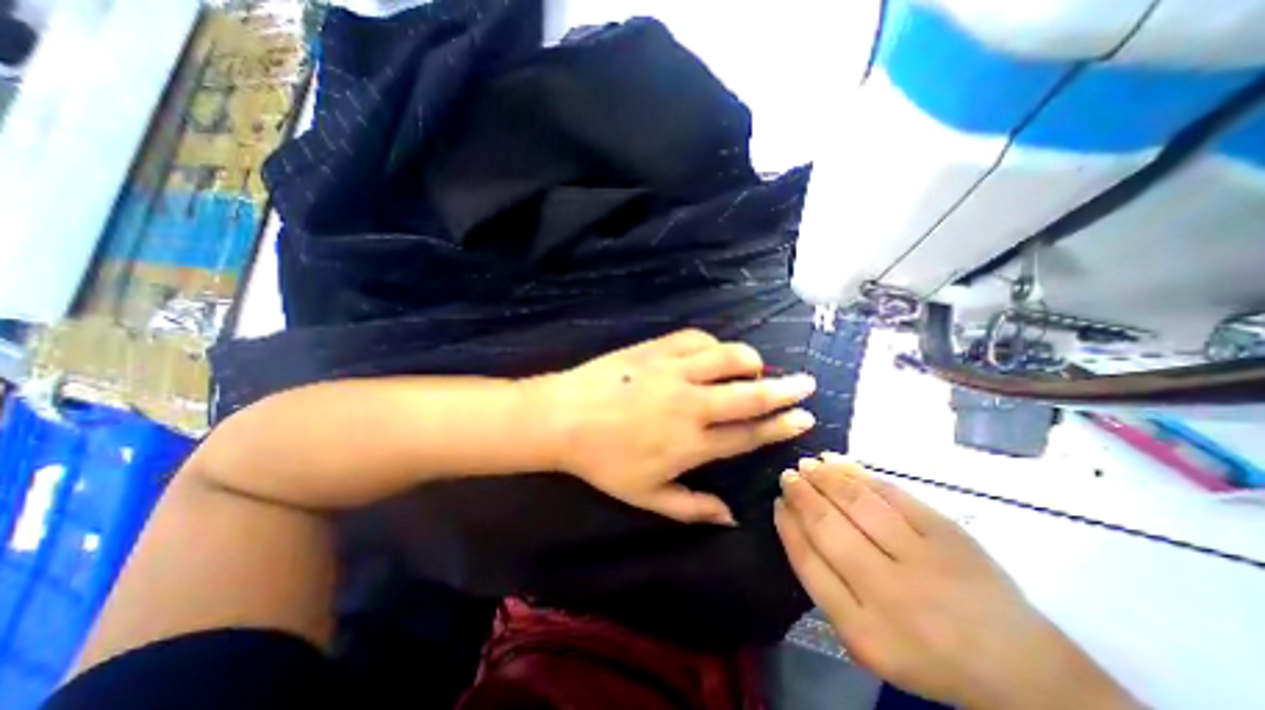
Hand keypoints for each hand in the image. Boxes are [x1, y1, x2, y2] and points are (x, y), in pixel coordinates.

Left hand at [531, 329, 810, 523]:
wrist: (564, 417)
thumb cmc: (603, 461)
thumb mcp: (645, 496)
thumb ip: (692, 508)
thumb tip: (731, 517)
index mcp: (691, 444)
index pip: (748, 434)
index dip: (779, 426)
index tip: (803, 418)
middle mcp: (691, 405)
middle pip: (750, 395)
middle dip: (785, 390)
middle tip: (807, 384)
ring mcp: (674, 372)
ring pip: (728, 358)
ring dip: (751, 361)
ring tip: (758, 366)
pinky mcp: (657, 350)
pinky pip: (697, 339)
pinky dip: (713, 344)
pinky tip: (714, 352)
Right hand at [771, 459, 1137, 706]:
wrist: (1020, 668)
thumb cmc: (924, 651)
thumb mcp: (864, 638)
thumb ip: (824, 584)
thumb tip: (794, 523)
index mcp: (863, 630)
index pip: (807, 562)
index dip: (787, 526)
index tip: (776, 503)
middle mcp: (890, 592)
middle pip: (827, 526)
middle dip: (801, 495)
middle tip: (788, 476)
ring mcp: (923, 558)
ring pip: (856, 501)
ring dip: (824, 477)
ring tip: (808, 465)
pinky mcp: (948, 532)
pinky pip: (890, 492)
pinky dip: (858, 473)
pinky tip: (838, 462)